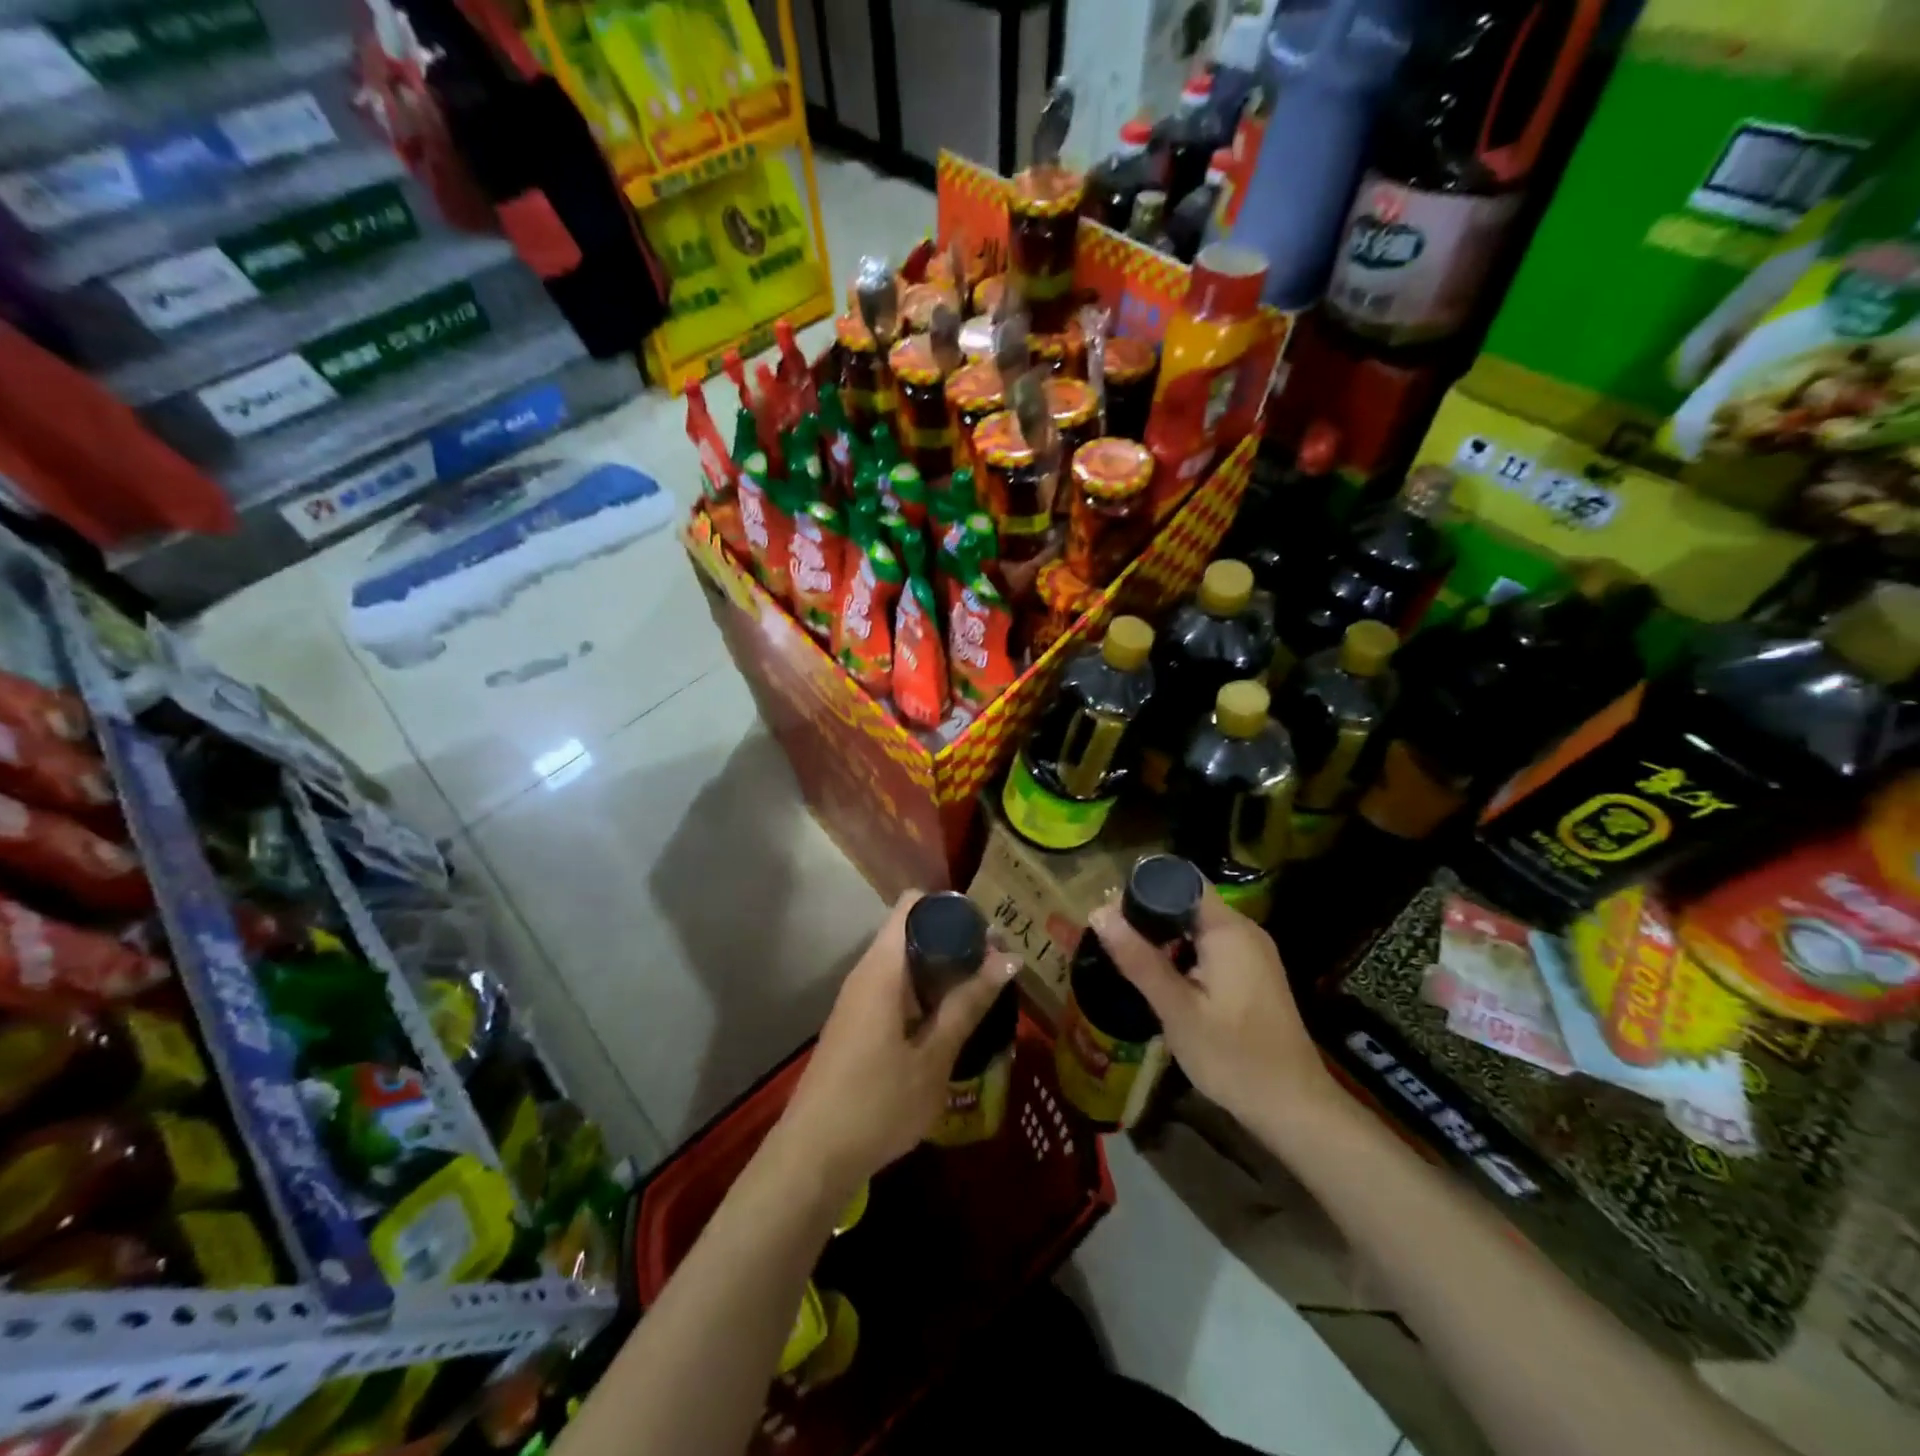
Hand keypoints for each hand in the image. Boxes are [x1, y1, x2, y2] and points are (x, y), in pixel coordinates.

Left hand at [775, 892, 1017, 1194]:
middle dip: (956, 939)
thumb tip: (1008, 957)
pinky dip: (926, 991)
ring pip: (905, 960)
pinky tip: (951, 1018)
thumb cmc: (877, 1103)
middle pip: (912, 930)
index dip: (952, 907)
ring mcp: (858, 997)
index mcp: (882, 967)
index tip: (988, 929)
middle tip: (997, 963)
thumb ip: (968, 1003)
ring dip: (943, 968)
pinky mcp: (857, 1021)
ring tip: (983, 989)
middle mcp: (867, 971)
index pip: (914, 904)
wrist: (813, 1157)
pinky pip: (896, 986)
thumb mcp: (933, 1057)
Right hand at [1090, 885, 1333, 1126]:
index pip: (1181, 881)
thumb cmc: (1233, 1057)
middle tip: (1112, 940)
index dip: (1143, 888)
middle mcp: (1244, 931)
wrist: (1293, 1108)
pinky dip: (1183, 953)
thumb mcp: (1177, 1010)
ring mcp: (1253, 952)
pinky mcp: (1253, 973)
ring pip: (1197, 926)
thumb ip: (1139, 959)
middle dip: (1148, 915)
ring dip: (1164, 936)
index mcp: (1228, 930)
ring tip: (1129, 958)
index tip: (1110, 912)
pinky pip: (1211, 946)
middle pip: (1188, 901)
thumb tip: (1098, 912)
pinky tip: (1163, 979)